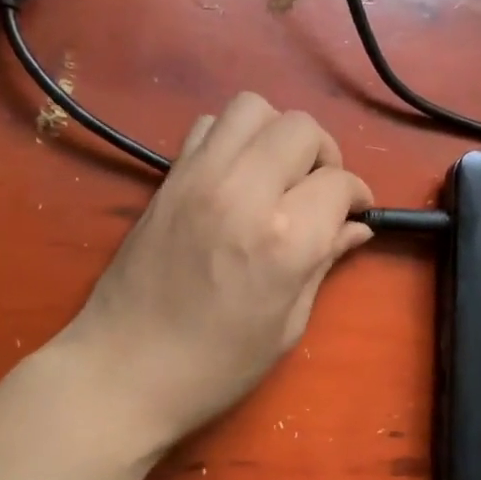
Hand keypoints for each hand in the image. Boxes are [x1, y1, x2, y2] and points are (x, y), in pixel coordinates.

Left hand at [60, 93, 372, 455]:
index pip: (339, 183)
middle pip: (301, 128)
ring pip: (253, 108)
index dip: (358, 197)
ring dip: (278, 135)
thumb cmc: (216, 366)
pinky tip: (237, 177)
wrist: (123, 370)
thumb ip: (323, 263)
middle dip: (324, 155)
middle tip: (319, 193)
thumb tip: (355, 228)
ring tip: (279, 175)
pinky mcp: (168, 178)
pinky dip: (234, 138)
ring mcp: (199, 178)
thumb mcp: (286, 325)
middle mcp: (244, 191)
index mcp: (284, 239)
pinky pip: (209, 126)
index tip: (356, 214)